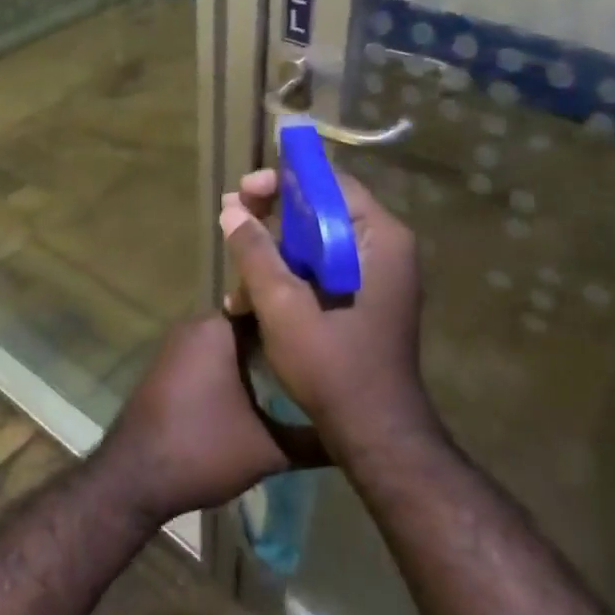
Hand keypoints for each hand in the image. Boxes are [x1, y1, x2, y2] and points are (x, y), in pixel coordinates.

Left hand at [94, 315, 325, 524]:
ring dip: (262, 355)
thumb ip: (314, 438)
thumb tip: (357, 432)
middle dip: (286, 338)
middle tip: (326, 356)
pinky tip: (265, 390)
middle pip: (253, 322)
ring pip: (233, 340)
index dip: (302, 318)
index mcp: (218, 328)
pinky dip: (238, 366)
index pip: (271, 305)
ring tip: (305, 374)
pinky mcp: (171, 366)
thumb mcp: (269, 449)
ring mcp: (180, 345)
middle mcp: (197, 325)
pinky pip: (214, 354)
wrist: (134, 478)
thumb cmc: (201, 450)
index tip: (334, 331)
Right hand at [219, 168, 434, 448]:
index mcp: (379, 239)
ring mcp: (374, 275)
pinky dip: (286, 278)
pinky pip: (319, 270)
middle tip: (231, 219)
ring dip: (272, 253)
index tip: (244, 191)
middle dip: (270, 218)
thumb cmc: (333, 366)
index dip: (283, 180)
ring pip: (315, 243)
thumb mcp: (283, 306)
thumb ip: (255, 252)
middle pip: (321, 210)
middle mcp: (384, 248)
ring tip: (235, 276)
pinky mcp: (361, 299)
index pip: (330, 184)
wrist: (374, 434)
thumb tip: (231, 210)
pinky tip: (249, 302)